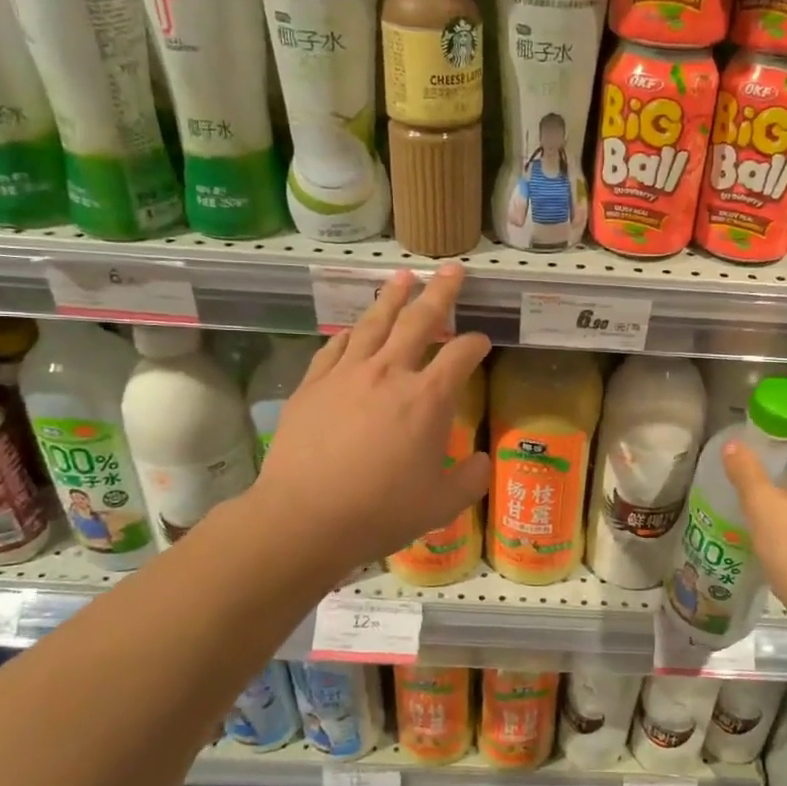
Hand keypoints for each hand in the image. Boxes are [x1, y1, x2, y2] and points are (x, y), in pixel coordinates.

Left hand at [253, 265, 490, 572]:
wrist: (304, 517)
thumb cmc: (381, 511)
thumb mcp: (442, 503)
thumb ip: (471, 478)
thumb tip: (482, 462)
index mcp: (428, 398)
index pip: (461, 355)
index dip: (476, 344)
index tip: (482, 342)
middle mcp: (390, 373)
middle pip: (420, 320)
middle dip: (441, 292)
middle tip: (452, 269)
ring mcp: (347, 374)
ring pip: (374, 322)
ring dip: (393, 296)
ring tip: (404, 276)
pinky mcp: (313, 384)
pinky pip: (336, 347)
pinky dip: (351, 332)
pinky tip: (355, 327)